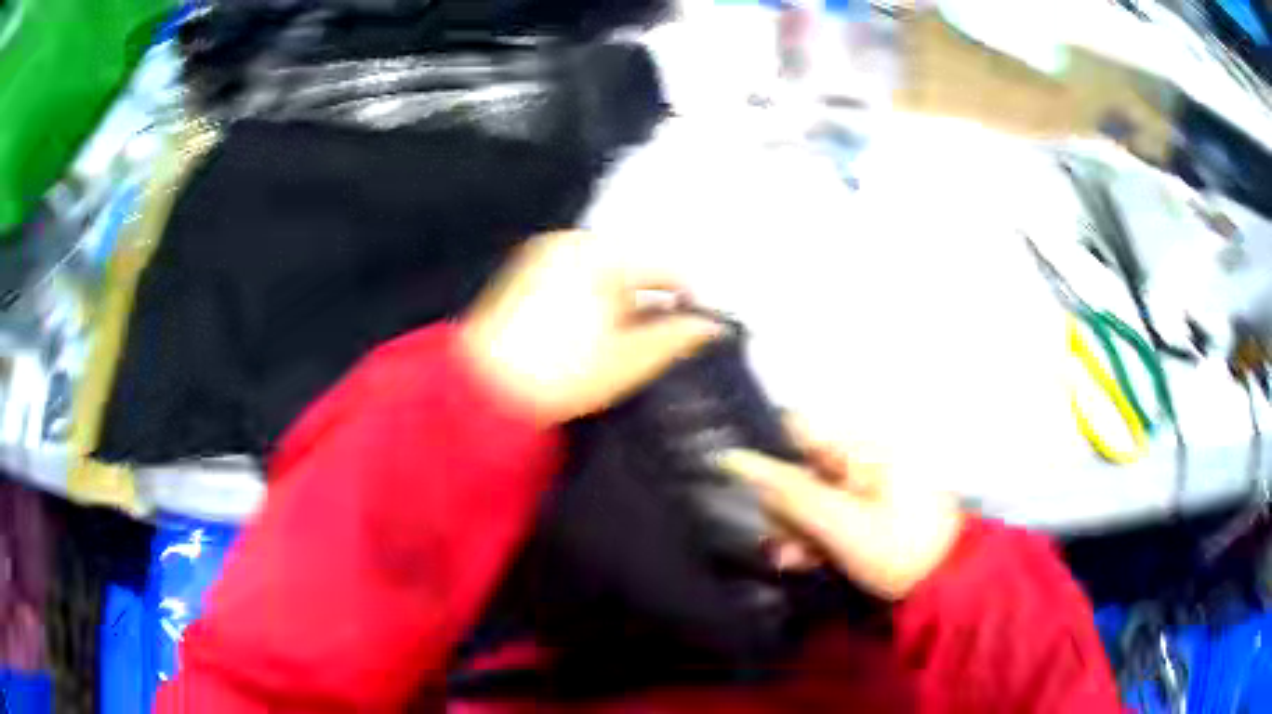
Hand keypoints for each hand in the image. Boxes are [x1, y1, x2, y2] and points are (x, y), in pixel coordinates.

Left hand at [461, 231, 722, 424]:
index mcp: (603, 255)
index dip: (689, 299)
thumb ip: (676, 337)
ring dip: (620, 303)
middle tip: (653, 345)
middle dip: (649, 302)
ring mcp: (544, 255)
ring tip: (618, 346)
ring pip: (604, 274)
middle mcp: (573, 242)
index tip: (697, 331)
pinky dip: (590, 300)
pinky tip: (586, 336)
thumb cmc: (562, 374)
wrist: (482, 391)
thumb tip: (713, 326)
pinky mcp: (523, 273)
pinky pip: (575, 278)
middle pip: (634, 268)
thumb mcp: (629, 358)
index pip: (666, 268)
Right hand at [717, 421, 964, 599]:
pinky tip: (807, 561)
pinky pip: (829, 512)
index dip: (766, 454)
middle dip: (783, 506)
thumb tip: (733, 458)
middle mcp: (862, 456)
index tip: (746, 490)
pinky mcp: (868, 508)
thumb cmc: (898, 549)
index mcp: (861, 445)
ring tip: (793, 560)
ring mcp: (867, 483)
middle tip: (778, 543)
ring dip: (796, 527)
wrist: (946, 585)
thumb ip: (788, 492)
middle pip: (800, 467)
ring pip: (811, 495)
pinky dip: (815, 535)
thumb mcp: (840, 524)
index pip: (797, 428)